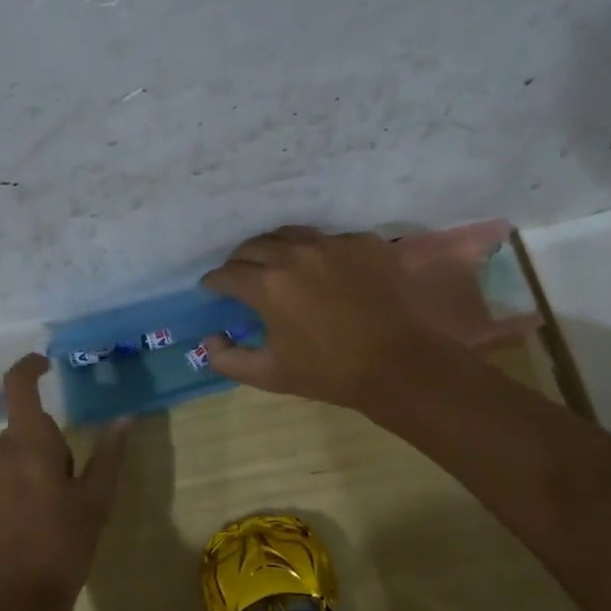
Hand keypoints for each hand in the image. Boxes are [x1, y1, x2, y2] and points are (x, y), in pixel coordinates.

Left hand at [0, 354, 129, 610]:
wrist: (11, 605)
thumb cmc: (62, 547)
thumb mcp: (96, 502)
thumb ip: (108, 454)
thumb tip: (124, 418)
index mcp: (29, 442)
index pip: (19, 385)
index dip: (29, 368)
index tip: (43, 366)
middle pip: (20, 434)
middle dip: (39, 451)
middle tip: (60, 491)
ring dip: (15, 475)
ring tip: (33, 518)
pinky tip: (7, 530)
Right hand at [199, 226, 442, 410]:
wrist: (401, 363)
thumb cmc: (331, 372)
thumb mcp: (271, 375)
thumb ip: (229, 360)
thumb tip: (208, 340)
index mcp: (268, 285)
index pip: (227, 273)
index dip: (214, 282)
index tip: (211, 289)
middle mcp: (296, 254)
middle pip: (254, 246)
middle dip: (239, 261)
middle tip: (239, 276)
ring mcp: (333, 244)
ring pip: (290, 234)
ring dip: (274, 248)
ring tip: (276, 263)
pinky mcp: (364, 242)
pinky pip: (329, 239)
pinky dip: (316, 251)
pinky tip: (322, 269)